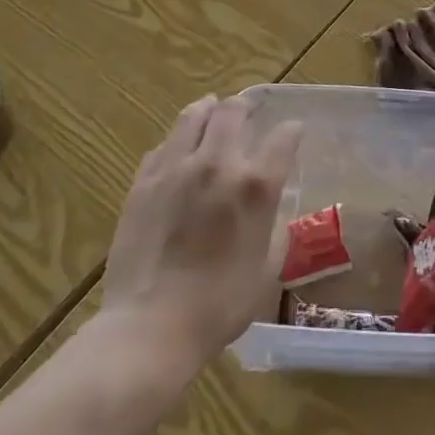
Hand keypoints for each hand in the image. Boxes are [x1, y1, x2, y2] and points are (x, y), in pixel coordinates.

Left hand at [96, 94, 301, 372]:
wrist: (149, 328)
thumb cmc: (219, 306)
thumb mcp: (267, 269)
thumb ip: (274, 228)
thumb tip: (271, 208)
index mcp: (256, 185)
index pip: (284, 136)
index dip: (292, 131)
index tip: (292, 134)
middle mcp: (219, 163)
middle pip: (234, 110)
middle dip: (246, 106)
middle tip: (247, 111)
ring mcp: (176, 169)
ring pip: (193, 116)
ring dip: (208, 109)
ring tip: (211, 111)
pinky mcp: (143, 182)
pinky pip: (163, 145)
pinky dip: (177, 142)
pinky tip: (179, 152)